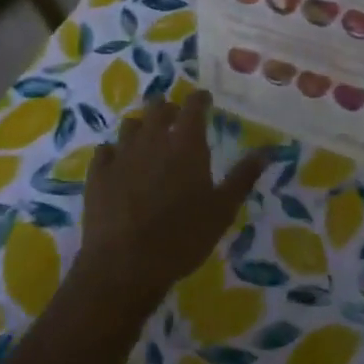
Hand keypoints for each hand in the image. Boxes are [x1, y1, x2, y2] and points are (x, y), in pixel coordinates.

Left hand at [76, 90, 269, 313]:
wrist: (124, 265)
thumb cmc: (182, 237)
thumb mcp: (222, 210)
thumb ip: (243, 177)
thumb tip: (266, 152)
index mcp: (186, 143)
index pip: (194, 105)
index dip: (200, 99)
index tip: (205, 99)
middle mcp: (153, 139)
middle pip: (159, 108)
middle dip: (170, 108)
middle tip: (177, 118)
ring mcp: (122, 154)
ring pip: (131, 124)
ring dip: (142, 126)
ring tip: (148, 137)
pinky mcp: (98, 173)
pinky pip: (105, 150)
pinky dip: (114, 151)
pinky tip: (118, 161)